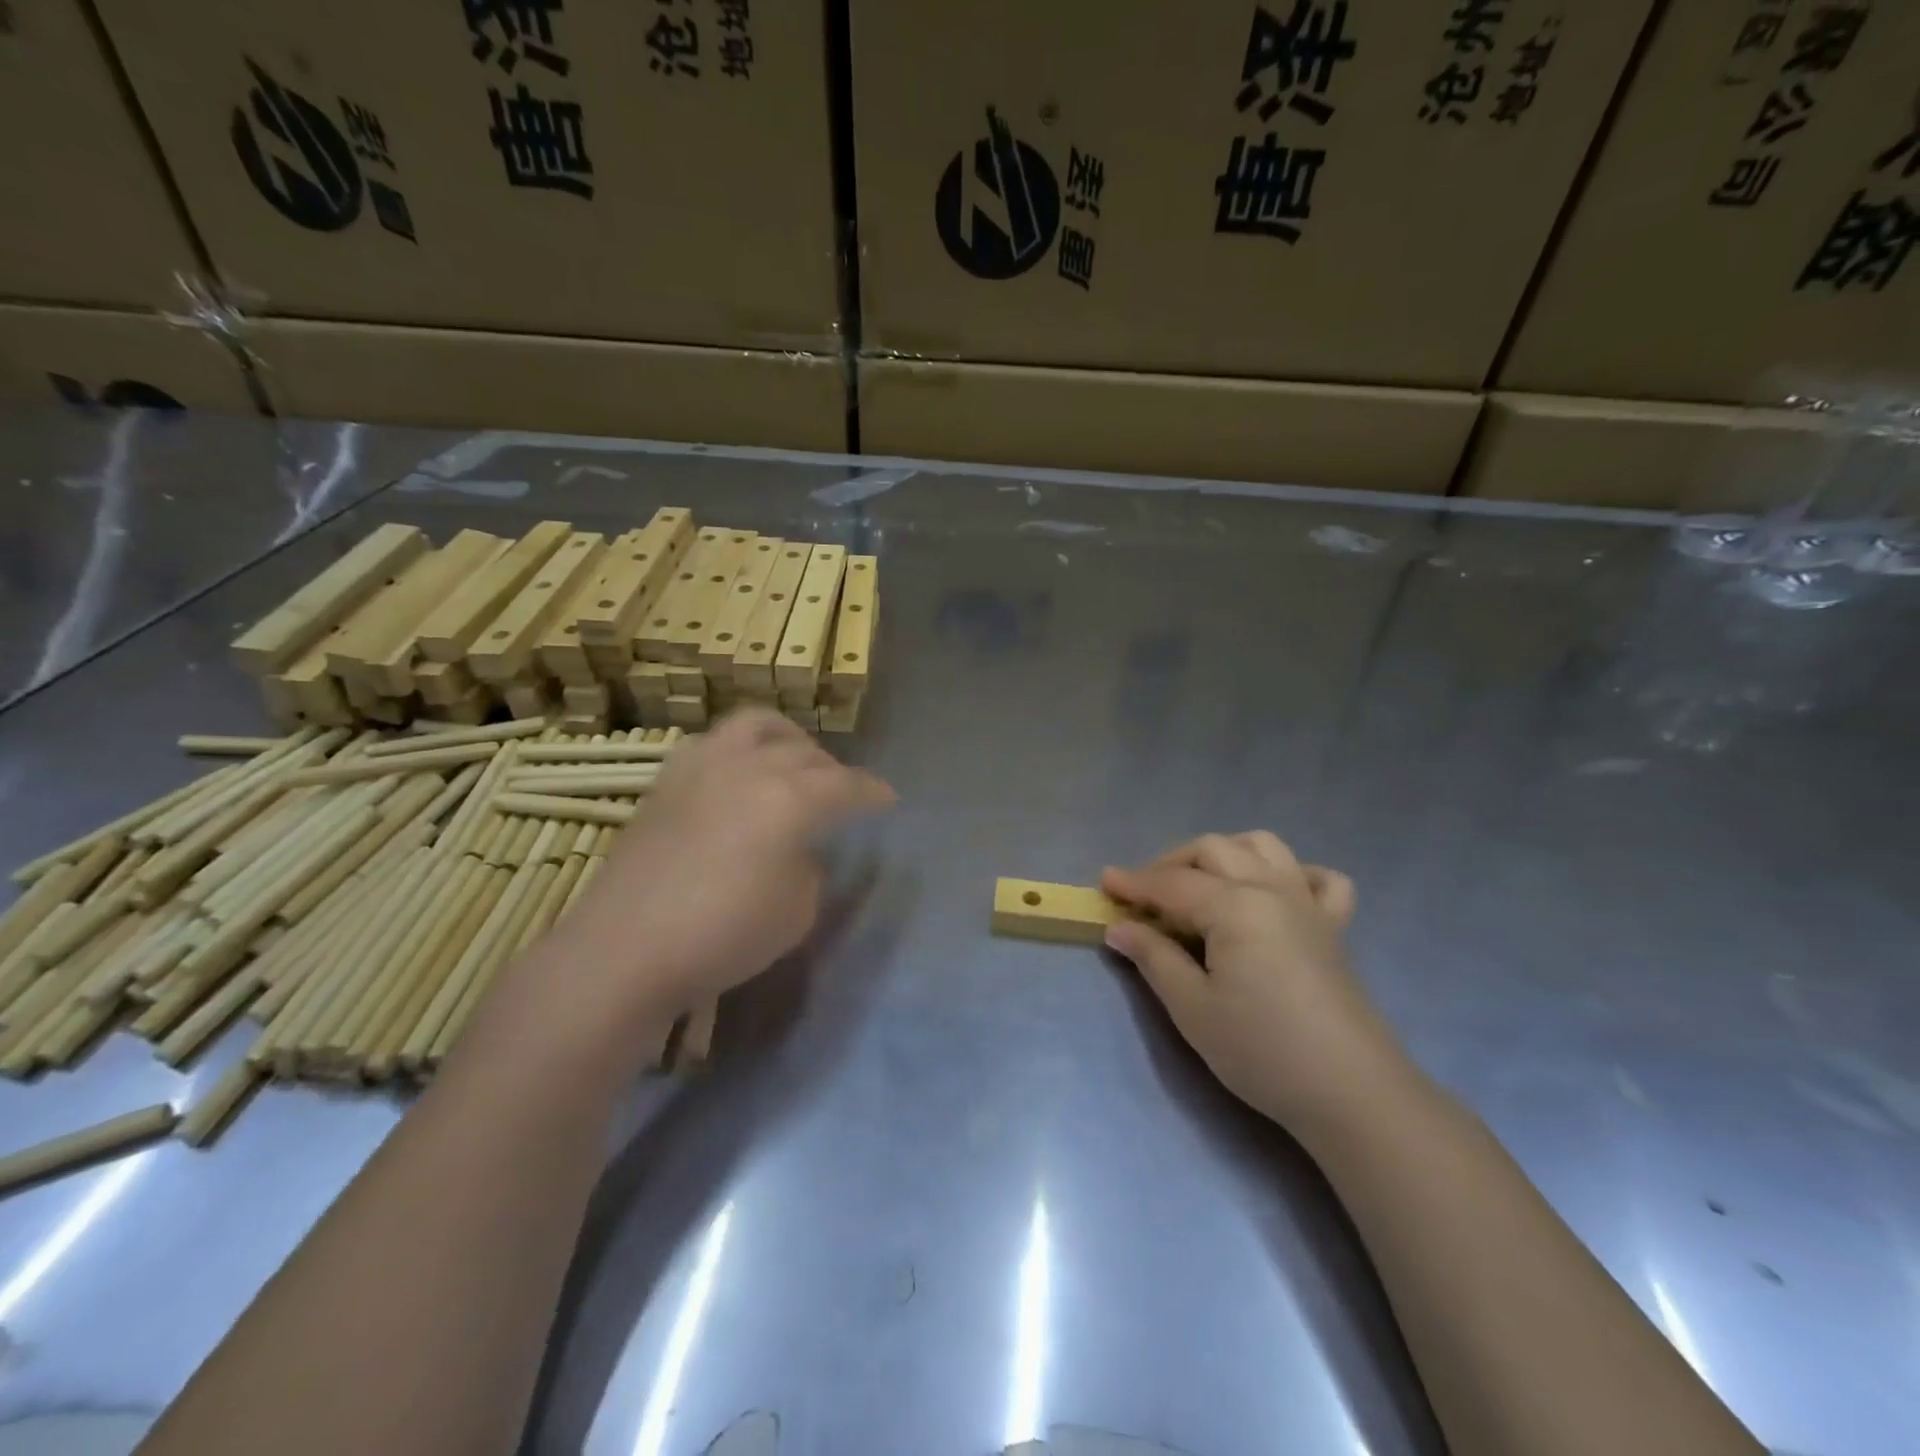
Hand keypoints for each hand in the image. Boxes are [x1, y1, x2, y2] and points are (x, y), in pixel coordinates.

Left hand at [552, 709, 893, 1033]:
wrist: (625, 949)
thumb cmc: (724, 935)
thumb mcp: (796, 913)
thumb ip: (809, 870)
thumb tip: (799, 850)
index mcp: (792, 798)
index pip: (847, 785)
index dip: (872, 792)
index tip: (887, 800)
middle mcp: (751, 767)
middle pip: (805, 752)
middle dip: (833, 769)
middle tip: (841, 792)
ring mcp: (703, 767)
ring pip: (756, 725)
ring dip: (786, 738)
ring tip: (792, 761)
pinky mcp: (667, 781)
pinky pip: (714, 743)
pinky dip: (740, 750)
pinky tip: (738, 777)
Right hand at [1102, 832, 1414, 1143]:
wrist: (1351, 1092)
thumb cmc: (1261, 1050)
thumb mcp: (1192, 1008)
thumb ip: (1154, 958)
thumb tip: (1119, 927)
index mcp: (1234, 905)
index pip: (1171, 884)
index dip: (1133, 883)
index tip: (1102, 883)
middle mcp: (1270, 888)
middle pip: (1212, 850)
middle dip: (1170, 863)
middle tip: (1144, 896)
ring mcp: (1307, 904)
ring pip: (1262, 846)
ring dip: (1224, 853)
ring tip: (1200, 883)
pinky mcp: (1333, 927)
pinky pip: (1319, 879)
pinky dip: (1292, 873)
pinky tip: (1273, 893)